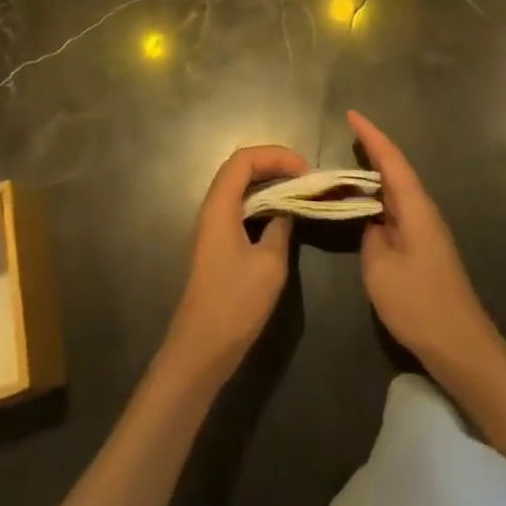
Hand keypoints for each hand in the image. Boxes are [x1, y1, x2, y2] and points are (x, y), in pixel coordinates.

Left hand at [162, 144, 309, 386]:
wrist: (201, 350)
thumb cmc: (235, 303)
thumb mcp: (269, 263)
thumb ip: (280, 227)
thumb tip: (287, 210)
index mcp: (220, 205)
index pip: (244, 159)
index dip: (275, 155)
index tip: (304, 168)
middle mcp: (212, 208)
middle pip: (240, 169)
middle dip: (273, 165)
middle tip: (305, 177)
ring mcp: (212, 227)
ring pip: (240, 189)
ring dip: (268, 183)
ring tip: (298, 191)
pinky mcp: (217, 244)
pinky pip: (240, 208)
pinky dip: (262, 203)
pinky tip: (281, 216)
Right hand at [350, 110, 503, 381]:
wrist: (461, 346)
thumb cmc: (419, 303)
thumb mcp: (379, 268)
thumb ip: (370, 236)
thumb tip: (371, 222)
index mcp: (415, 206)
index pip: (391, 159)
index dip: (371, 135)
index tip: (351, 114)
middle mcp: (424, 210)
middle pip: (396, 170)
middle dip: (373, 149)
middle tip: (348, 134)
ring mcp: (427, 230)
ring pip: (398, 191)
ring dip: (376, 175)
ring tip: (349, 166)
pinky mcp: (426, 248)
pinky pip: (399, 210)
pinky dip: (381, 199)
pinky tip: (367, 208)